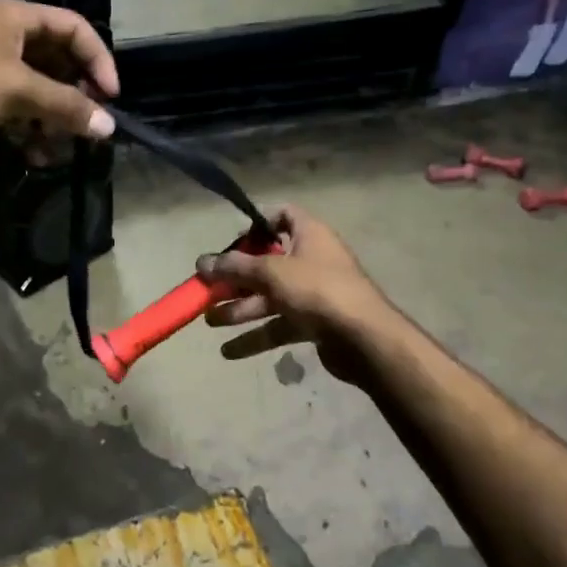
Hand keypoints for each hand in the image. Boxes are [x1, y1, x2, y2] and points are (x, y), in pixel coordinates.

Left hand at [0, 0, 116, 171]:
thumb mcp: (19, 91)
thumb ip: (67, 107)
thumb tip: (109, 127)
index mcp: (16, 16)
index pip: (74, 28)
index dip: (98, 60)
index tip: (111, 97)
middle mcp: (5, 35)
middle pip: (58, 61)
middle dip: (74, 96)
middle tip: (88, 125)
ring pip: (38, 90)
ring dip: (52, 120)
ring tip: (55, 148)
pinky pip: (16, 109)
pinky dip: (28, 129)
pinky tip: (32, 155)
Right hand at [196, 206, 390, 385]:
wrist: (365, 339)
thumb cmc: (318, 290)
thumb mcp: (271, 272)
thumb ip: (234, 267)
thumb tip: (201, 262)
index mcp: (309, 234)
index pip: (283, 215)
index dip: (258, 223)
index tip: (232, 240)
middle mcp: (312, 259)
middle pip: (267, 262)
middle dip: (235, 278)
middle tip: (207, 289)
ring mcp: (314, 293)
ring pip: (270, 297)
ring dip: (240, 309)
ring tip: (210, 321)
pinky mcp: (314, 323)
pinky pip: (279, 324)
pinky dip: (256, 336)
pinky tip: (229, 351)